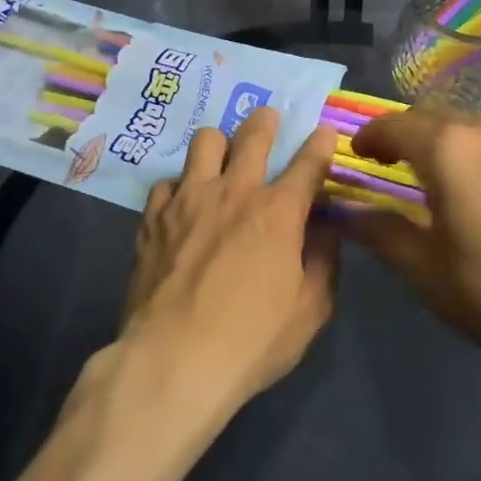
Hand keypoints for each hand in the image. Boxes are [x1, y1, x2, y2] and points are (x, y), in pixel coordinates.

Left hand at [120, 108, 340, 414]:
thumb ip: (323, 262)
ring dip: (219, 144)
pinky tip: (181, 205)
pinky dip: (179, 187)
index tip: (324, 130)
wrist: (172, 361)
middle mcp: (235, 191)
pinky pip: (167, 181)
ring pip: (205, 141)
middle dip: (266, 120)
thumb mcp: (309, 311)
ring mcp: (189, 199)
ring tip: (220, 158)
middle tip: (268, 118)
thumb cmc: (251, 340)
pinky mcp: (153, 216)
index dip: (320, 143)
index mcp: (278, 211)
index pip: (308, 162)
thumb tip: (327, 230)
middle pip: (254, 134)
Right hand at [348, 109, 480, 378]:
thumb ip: (382, 233)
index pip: (395, 125)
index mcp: (449, 149)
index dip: (371, 136)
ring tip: (445, 179)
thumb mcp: (426, 271)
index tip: (359, 154)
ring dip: (449, 143)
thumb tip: (352, 214)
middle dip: (408, 134)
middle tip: (394, 164)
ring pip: (475, 128)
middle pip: (435, 116)